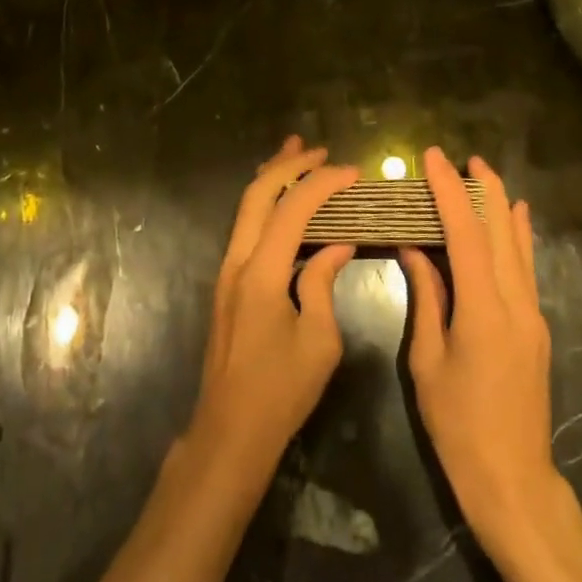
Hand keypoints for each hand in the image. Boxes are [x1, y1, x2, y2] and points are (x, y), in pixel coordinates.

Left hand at [183, 136, 358, 488]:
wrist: (230, 431)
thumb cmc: (280, 391)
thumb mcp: (319, 340)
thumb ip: (324, 283)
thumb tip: (337, 244)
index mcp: (262, 273)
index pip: (292, 209)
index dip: (323, 183)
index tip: (353, 172)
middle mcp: (237, 261)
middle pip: (258, 194)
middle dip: (288, 165)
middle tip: (320, 150)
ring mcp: (227, 271)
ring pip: (246, 207)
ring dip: (272, 178)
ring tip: (297, 153)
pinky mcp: (229, 283)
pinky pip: (246, 227)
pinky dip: (266, 203)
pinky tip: (284, 202)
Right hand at [400, 147, 556, 540]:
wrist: (513, 480)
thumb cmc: (458, 425)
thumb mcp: (428, 361)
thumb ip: (426, 299)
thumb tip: (414, 250)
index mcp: (483, 312)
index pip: (466, 235)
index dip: (449, 191)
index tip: (433, 158)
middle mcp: (516, 304)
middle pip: (501, 231)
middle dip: (482, 188)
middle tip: (462, 156)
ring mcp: (533, 315)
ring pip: (518, 246)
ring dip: (501, 206)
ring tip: (484, 173)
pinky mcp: (537, 327)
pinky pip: (526, 268)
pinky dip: (518, 236)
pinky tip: (516, 217)